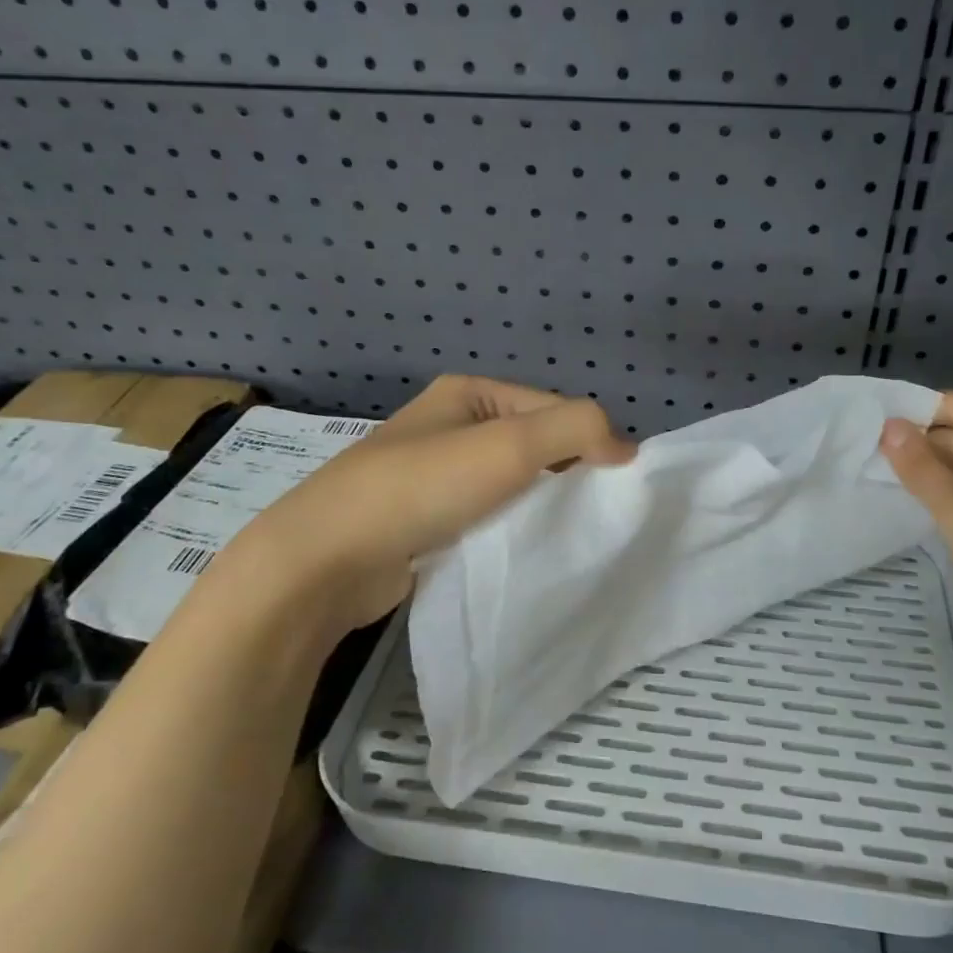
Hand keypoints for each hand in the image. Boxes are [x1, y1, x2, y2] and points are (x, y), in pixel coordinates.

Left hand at [220, 376, 635, 634]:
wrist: (326, 559)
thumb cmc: (422, 487)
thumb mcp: (510, 444)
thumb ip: (577, 429)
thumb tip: (626, 446)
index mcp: (468, 394)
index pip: (551, 407)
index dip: (586, 439)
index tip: (609, 483)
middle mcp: (449, 426)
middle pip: (531, 444)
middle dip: (562, 474)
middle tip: (588, 512)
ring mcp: (432, 474)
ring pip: (508, 484)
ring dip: (536, 505)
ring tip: (558, 533)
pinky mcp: (423, 520)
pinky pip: (484, 516)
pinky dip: (506, 529)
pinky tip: (518, 550)